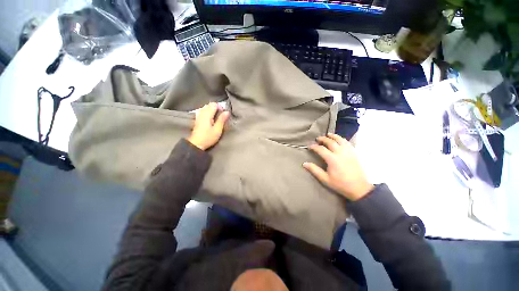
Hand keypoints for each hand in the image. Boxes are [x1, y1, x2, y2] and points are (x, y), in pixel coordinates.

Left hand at [188, 102, 229, 150]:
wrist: (196, 144)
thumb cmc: (208, 137)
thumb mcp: (217, 129)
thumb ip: (222, 119)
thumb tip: (227, 112)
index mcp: (207, 114)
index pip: (214, 104)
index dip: (220, 107)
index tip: (224, 113)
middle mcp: (202, 113)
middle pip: (209, 105)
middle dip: (216, 108)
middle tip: (222, 115)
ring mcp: (198, 116)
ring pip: (206, 108)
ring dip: (212, 110)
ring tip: (217, 117)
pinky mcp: (197, 119)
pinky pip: (203, 111)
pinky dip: (207, 112)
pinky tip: (210, 118)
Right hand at [303, 133, 373, 200]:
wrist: (359, 188)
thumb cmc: (340, 184)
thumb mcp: (325, 179)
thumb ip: (314, 170)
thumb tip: (304, 163)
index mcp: (332, 159)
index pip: (321, 149)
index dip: (314, 147)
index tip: (309, 147)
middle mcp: (340, 153)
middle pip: (330, 142)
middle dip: (323, 139)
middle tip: (317, 139)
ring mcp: (348, 152)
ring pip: (340, 140)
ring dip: (333, 136)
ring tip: (328, 134)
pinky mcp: (354, 153)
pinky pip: (347, 142)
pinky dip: (342, 139)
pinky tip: (339, 139)